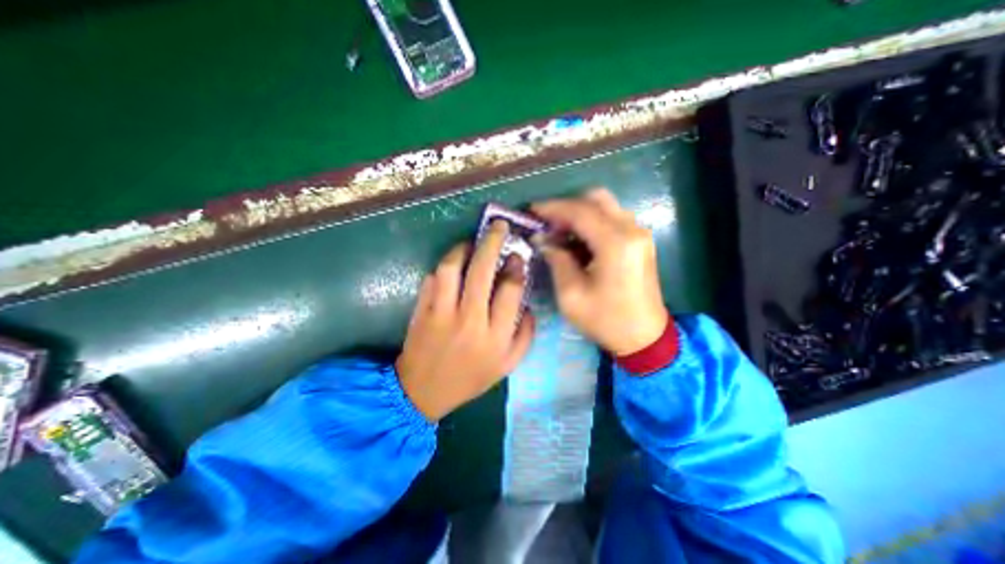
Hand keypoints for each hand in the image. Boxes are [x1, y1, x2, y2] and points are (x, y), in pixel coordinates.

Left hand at [394, 223, 538, 419]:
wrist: (423, 392)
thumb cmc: (470, 378)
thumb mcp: (507, 365)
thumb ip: (525, 335)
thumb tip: (527, 304)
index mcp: (495, 336)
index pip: (510, 290)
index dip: (516, 266)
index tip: (517, 255)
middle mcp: (469, 320)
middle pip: (482, 271)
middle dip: (492, 242)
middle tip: (498, 227)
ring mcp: (441, 313)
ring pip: (451, 269)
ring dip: (463, 249)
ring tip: (472, 243)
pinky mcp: (420, 310)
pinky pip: (431, 279)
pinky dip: (443, 268)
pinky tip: (452, 266)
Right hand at [533, 189, 665, 356]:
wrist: (644, 337)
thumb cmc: (605, 320)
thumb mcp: (571, 294)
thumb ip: (557, 260)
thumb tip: (543, 239)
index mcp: (615, 244)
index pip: (580, 211)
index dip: (552, 208)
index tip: (531, 212)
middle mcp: (632, 230)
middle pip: (596, 199)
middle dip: (566, 207)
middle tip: (546, 224)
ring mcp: (639, 233)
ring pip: (605, 206)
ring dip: (579, 213)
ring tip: (559, 232)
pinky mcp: (640, 241)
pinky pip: (613, 218)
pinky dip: (592, 221)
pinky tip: (577, 239)